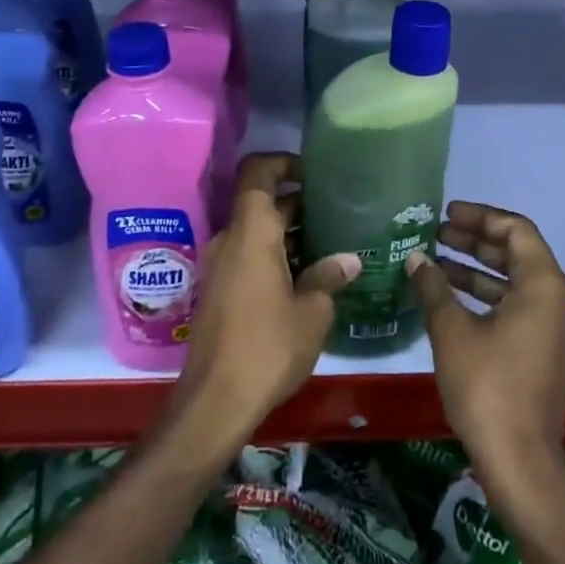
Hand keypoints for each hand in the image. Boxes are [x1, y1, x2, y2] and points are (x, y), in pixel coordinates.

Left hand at [167, 153, 358, 460]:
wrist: (214, 401)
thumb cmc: (267, 347)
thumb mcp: (312, 313)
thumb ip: (329, 277)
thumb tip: (350, 259)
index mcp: (251, 232)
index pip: (258, 173)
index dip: (283, 161)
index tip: (314, 171)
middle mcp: (230, 239)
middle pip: (261, 202)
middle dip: (296, 202)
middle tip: (336, 210)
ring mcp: (220, 265)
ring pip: (256, 231)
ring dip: (287, 231)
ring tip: (329, 242)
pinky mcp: (219, 289)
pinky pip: (248, 254)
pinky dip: (274, 253)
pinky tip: (306, 275)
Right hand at [407, 202, 564, 497]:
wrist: (520, 464)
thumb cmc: (487, 387)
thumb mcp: (452, 331)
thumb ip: (433, 287)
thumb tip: (415, 258)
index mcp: (545, 287)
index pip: (516, 230)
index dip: (480, 217)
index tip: (446, 215)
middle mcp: (560, 302)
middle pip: (518, 254)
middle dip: (475, 242)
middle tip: (436, 235)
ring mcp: (557, 331)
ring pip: (517, 283)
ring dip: (478, 270)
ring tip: (435, 264)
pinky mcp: (548, 354)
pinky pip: (520, 308)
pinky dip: (488, 298)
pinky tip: (451, 300)